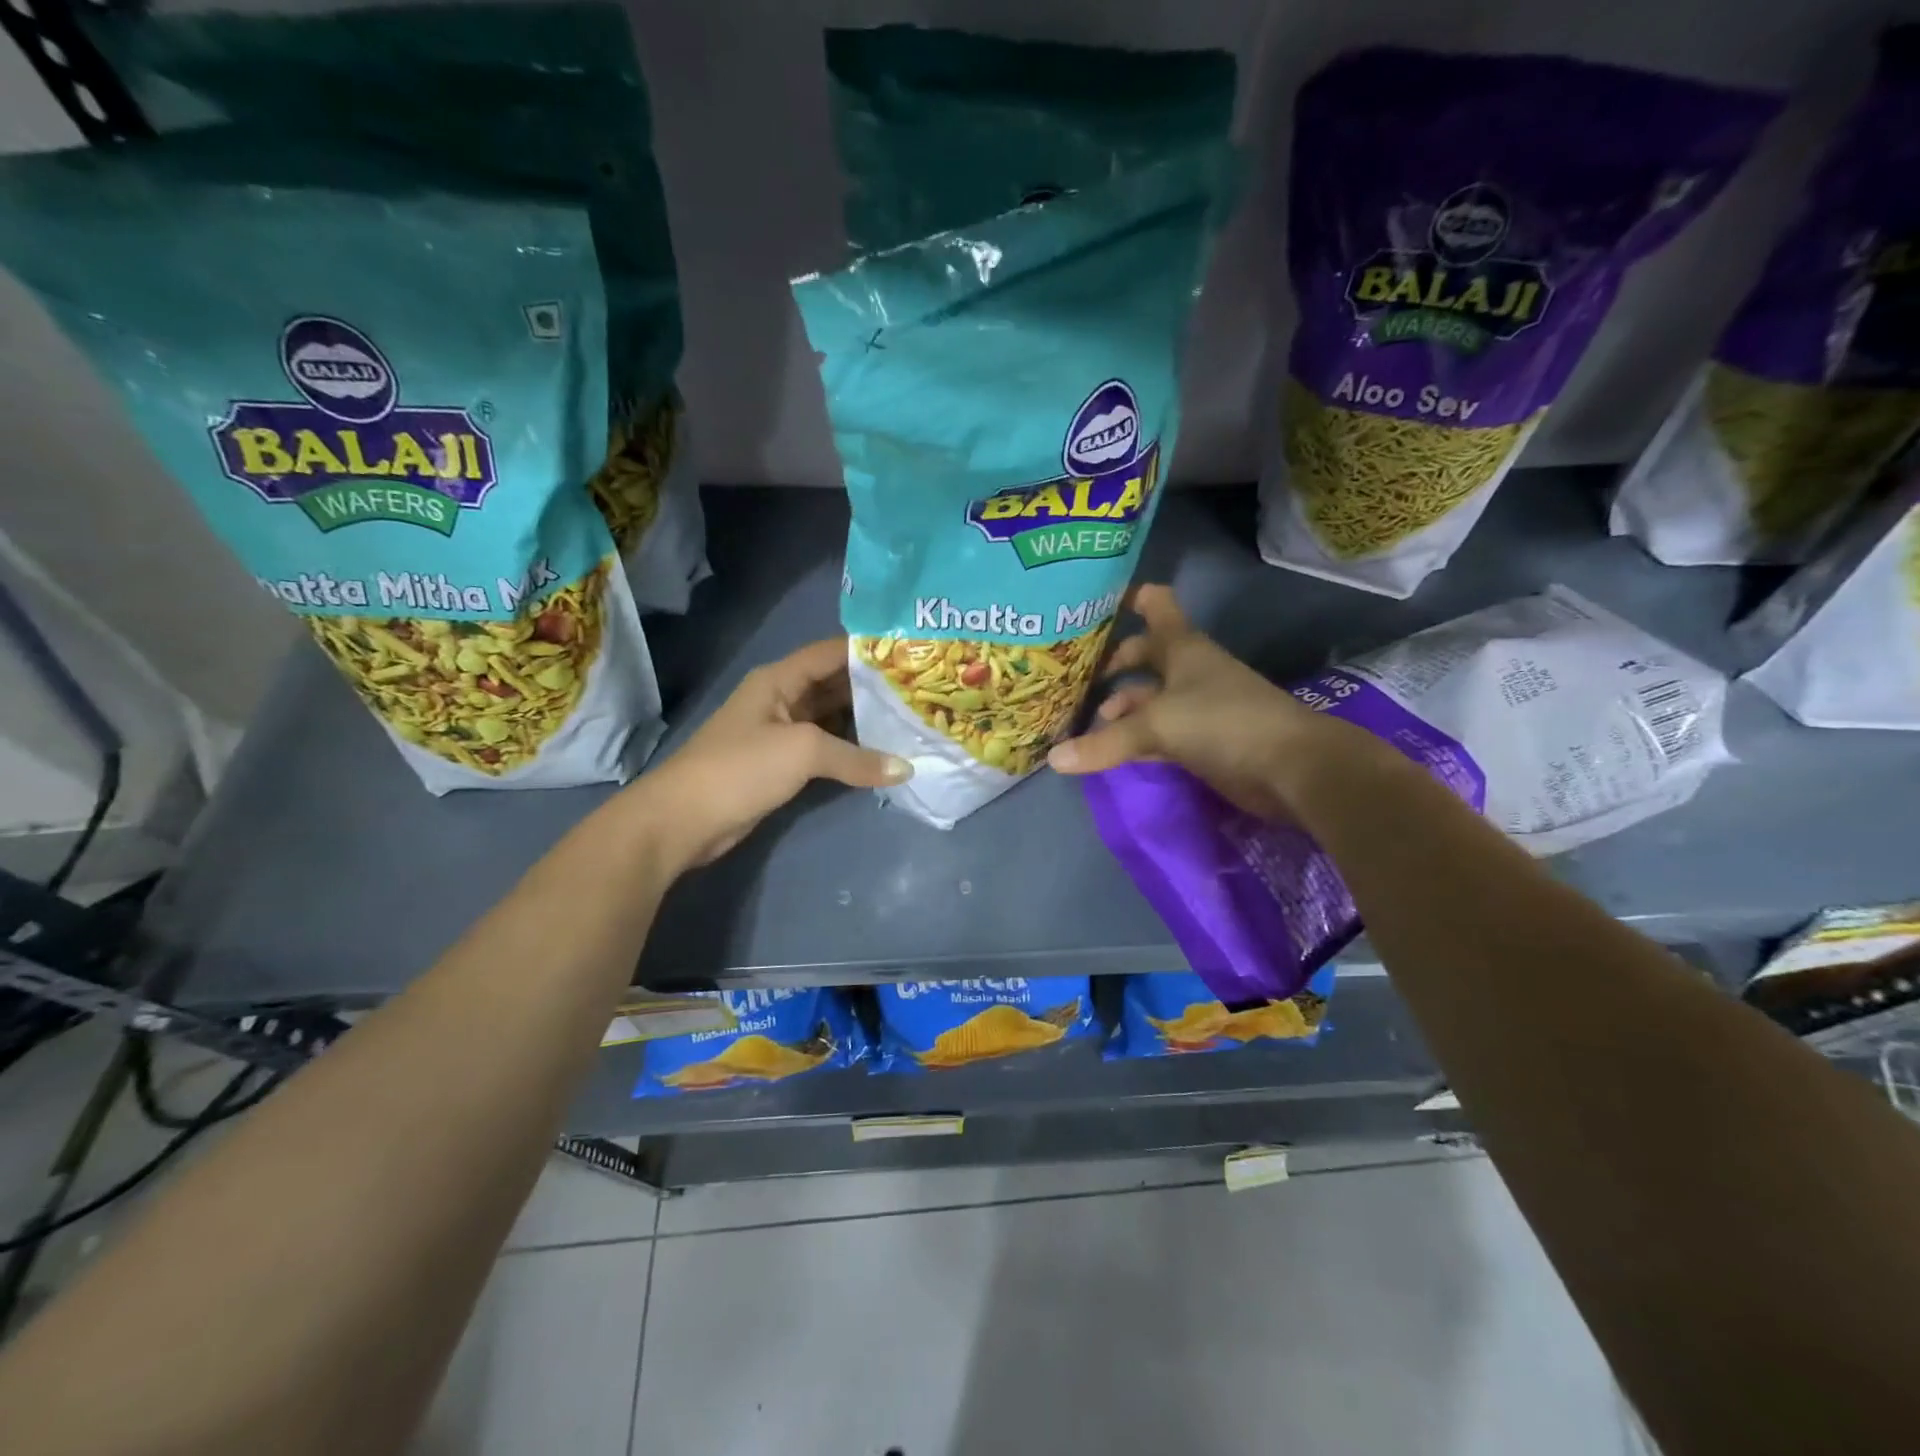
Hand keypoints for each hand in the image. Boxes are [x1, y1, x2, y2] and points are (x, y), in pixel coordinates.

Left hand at [635, 638, 910, 868]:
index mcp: (779, 679)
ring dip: (866, 721)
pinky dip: (852, 751)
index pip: (831, 652)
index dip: (869, 650)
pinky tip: (883, 754)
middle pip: (835, 684)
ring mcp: (781, 733)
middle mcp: (781, 698)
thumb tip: (906, 769)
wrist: (683, 820)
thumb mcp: (802, 752)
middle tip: (921, 690)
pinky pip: (825, 748)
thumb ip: (856, 758)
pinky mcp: (782, 764)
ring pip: (832, 718)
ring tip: (911, 719)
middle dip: (874, 687)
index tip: (912, 653)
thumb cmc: (740, 768)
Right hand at [1047, 585, 1339, 818]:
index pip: (1155, 606)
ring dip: (1121, 704)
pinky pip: (1158, 731)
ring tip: (1085, 719)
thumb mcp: (1157, 725)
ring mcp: (1197, 705)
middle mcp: (1189, 669)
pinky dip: (1134, 736)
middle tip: (1074, 676)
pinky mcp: (1202, 739)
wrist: (1291, 767)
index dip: (1128, 598)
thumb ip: (1105, 741)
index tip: (1092, 602)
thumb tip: (1053, 759)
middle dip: (1113, 662)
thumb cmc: (1223, 722)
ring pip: (1150, 696)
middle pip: (1146, 654)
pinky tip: (1109, 748)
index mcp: (1183, 647)